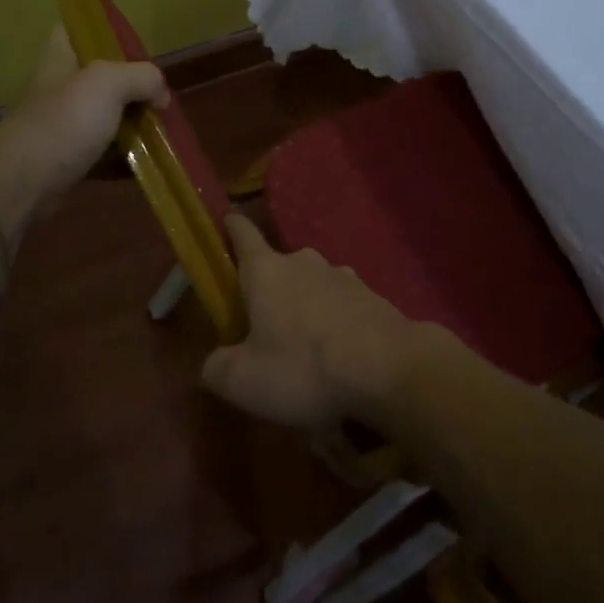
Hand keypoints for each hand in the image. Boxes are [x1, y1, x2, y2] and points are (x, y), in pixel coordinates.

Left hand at [0, 25, 167, 215]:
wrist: (22, 184)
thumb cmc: (63, 122)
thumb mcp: (109, 83)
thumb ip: (143, 77)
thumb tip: (160, 96)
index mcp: (62, 58)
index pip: (75, 29)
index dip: (102, 30)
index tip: (133, 45)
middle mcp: (61, 88)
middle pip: (102, 77)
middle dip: (133, 86)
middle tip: (160, 97)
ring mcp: (63, 125)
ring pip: (106, 117)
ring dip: (133, 125)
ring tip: (163, 131)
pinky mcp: (68, 159)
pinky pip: (104, 153)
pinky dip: (125, 158)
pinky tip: (148, 163)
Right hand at [201, 214, 416, 428]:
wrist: (388, 368)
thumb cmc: (304, 367)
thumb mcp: (243, 381)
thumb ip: (217, 368)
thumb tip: (215, 362)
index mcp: (266, 271)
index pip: (242, 234)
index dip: (232, 227)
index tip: (227, 220)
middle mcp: (303, 262)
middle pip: (278, 268)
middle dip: (270, 292)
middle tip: (264, 330)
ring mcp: (342, 276)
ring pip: (313, 288)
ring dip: (305, 311)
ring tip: (306, 354)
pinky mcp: (372, 296)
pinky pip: (342, 308)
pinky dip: (336, 326)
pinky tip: (340, 360)